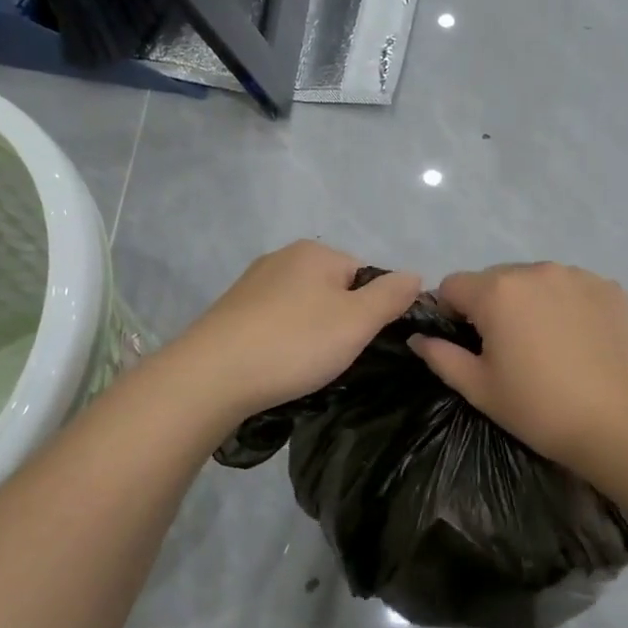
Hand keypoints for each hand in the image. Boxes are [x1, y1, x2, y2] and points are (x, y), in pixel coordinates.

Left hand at [170, 241, 421, 420]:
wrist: (212, 376)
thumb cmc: (294, 343)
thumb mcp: (357, 321)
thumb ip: (392, 296)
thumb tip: (416, 276)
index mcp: (314, 252)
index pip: (365, 274)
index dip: (371, 311)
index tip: (361, 343)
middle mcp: (282, 258)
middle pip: (333, 290)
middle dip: (340, 323)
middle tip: (334, 358)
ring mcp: (252, 284)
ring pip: (303, 309)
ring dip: (311, 335)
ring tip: (304, 366)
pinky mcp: (231, 312)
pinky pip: (275, 323)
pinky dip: (283, 342)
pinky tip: (278, 365)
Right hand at [408, 262, 627, 468]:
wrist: (619, 423)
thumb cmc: (538, 408)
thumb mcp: (479, 388)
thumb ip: (441, 356)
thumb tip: (419, 338)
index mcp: (497, 292)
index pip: (453, 285)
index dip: (450, 313)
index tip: (466, 344)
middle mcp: (535, 270)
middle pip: (496, 279)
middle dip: (492, 306)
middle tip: (508, 349)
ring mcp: (577, 275)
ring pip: (536, 281)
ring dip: (530, 302)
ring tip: (548, 345)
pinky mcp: (610, 288)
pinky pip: (572, 288)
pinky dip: (567, 305)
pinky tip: (579, 341)